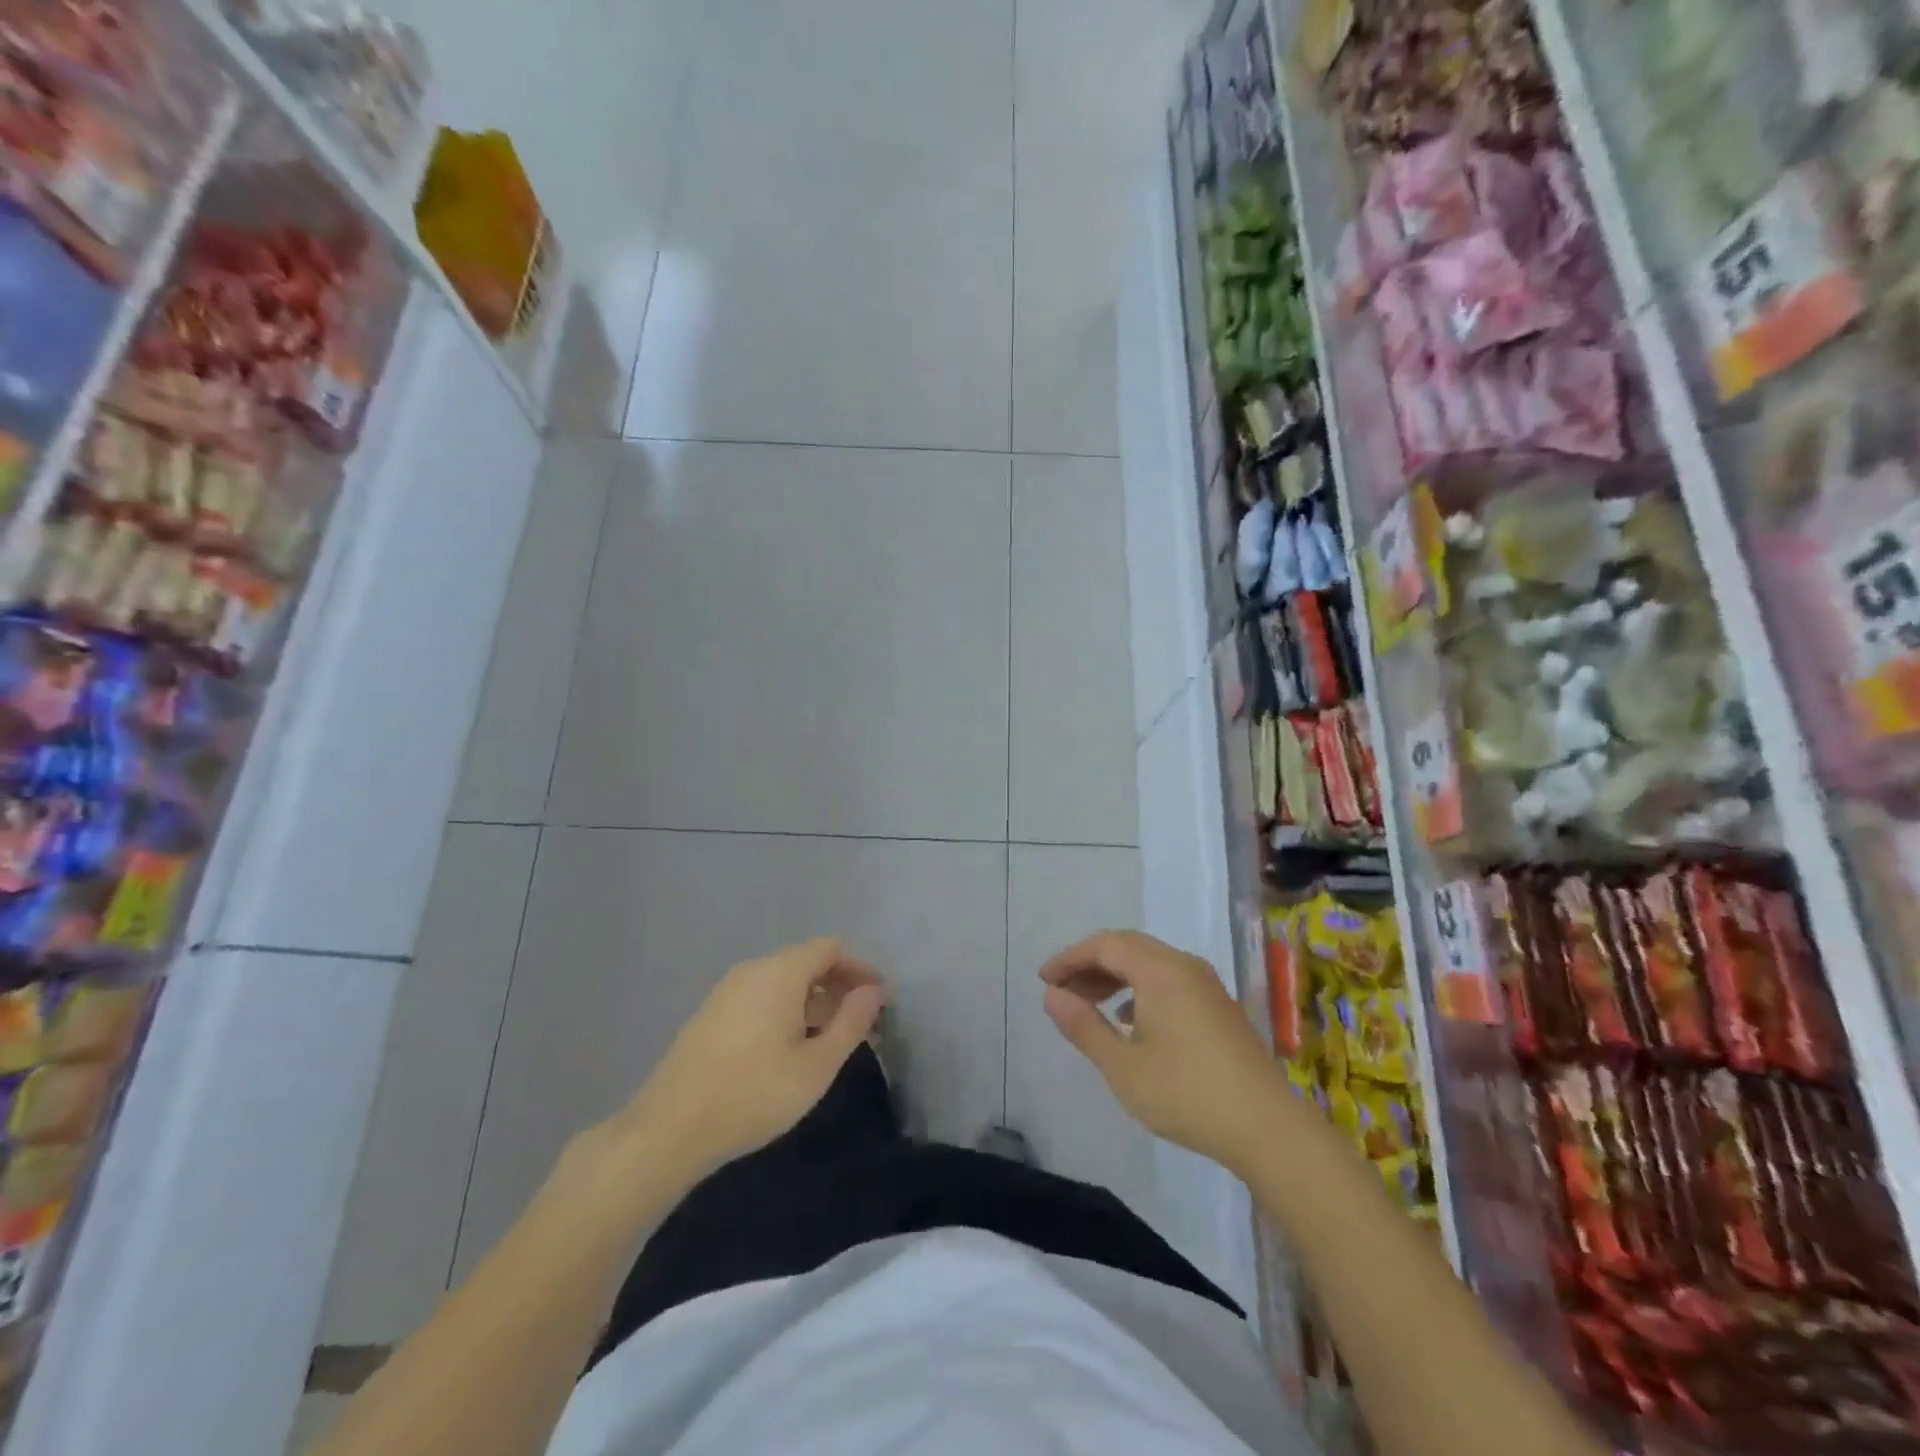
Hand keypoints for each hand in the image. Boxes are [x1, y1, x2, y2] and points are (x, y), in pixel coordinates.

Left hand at [601, 938, 886, 1181]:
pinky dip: (786, 1012)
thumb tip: (874, 991)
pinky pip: (761, 997)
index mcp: (781, 971)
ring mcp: (728, 990)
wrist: (669, 1129)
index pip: (832, 948)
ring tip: (831, 1044)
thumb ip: (851, 1023)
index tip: (879, 1004)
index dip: (860, 969)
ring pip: (784, 982)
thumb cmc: (754, 1094)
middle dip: (840, 989)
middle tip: (863, 1029)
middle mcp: (754, 969)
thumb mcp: (816, 1066)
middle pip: (808, 962)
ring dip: (814, 1004)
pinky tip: (791, 1051)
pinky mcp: (711, 1013)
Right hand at [1041, 930, 1284, 1173]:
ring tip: (1089, 1006)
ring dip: (1115, 977)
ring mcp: (1207, 985)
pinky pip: (1169, 979)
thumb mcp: (1123, 1067)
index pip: (1105, 945)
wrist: (1268, 1129)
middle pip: (1128, 948)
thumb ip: (1084, 1027)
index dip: (1070, 958)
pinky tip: (1130, 1022)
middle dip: (1090, 965)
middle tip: (1062, 992)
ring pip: (1150, 963)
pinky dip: (1139, 988)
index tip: (1044, 980)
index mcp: (1160, 971)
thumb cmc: (1187, 1095)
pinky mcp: (1219, 1007)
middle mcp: (1184, 966)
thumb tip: (1053, 996)